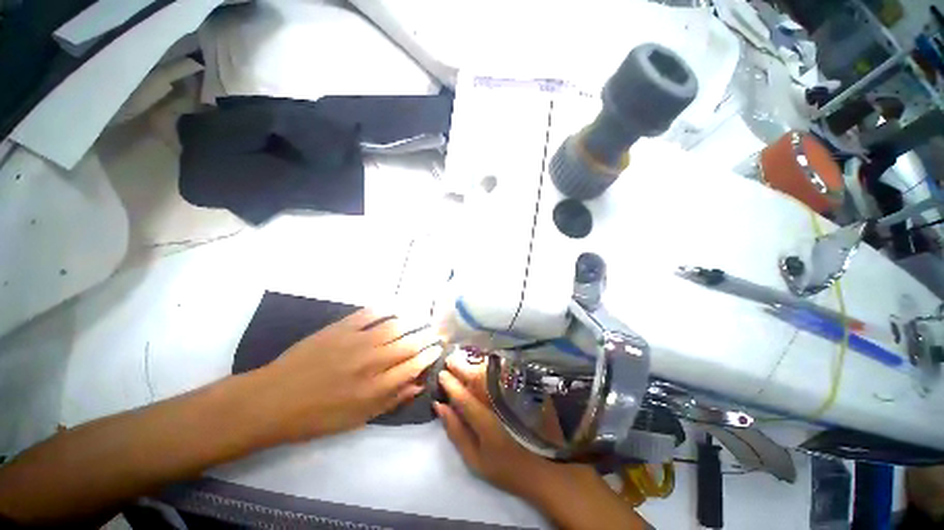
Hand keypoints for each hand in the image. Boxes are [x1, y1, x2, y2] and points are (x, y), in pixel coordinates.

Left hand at [256, 309, 442, 442]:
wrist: (273, 399)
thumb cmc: (317, 416)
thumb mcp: (357, 419)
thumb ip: (391, 400)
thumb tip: (417, 384)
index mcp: (375, 388)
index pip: (414, 366)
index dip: (430, 355)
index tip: (438, 348)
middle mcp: (371, 362)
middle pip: (409, 344)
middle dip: (428, 336)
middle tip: (436, 331)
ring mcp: (356, 341)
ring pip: (395, 326)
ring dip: (413, 321)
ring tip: (423, 319)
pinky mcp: (341, 327)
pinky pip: (371, 313)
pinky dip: (387, 309)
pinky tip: (396, 308)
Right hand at [434, 355, 646, 529]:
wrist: (542, 467)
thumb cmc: (504, 467)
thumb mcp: (475, 459)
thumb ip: (456, 432)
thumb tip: (440, 406)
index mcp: (485, 423)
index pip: (463, 397)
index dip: (451, 384)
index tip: (441, 374)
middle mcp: (499, 404)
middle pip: (477, 380)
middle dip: (461, 367)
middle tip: (450, 358)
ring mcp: (513, 397)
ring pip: (491, 374)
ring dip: (475, 364)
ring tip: (464, 358)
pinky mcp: (524, 392)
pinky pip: (505, 374)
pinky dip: (491, 367)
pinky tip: (484, 364)